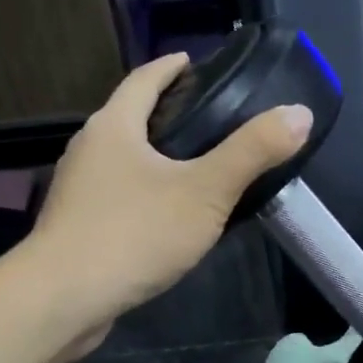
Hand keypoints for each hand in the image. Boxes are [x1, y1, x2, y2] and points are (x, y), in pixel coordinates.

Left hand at [28, 53, 312, 342]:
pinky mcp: (77, 229)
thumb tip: (298, 113)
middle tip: (210, 122)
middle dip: (164, 115)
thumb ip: (251, 152)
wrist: (63, 300)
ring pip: (123, 163)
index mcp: (113, 127)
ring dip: (154, 160)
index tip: (193, 63)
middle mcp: (88, 151)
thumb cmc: (134, 234)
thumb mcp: (205, 192)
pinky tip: (167, 219)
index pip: (143, 79)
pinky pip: (118, 200)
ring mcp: (77, 193)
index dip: (171, 68)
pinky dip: (144, 197)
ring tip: (196, 172)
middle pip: (130, 119)